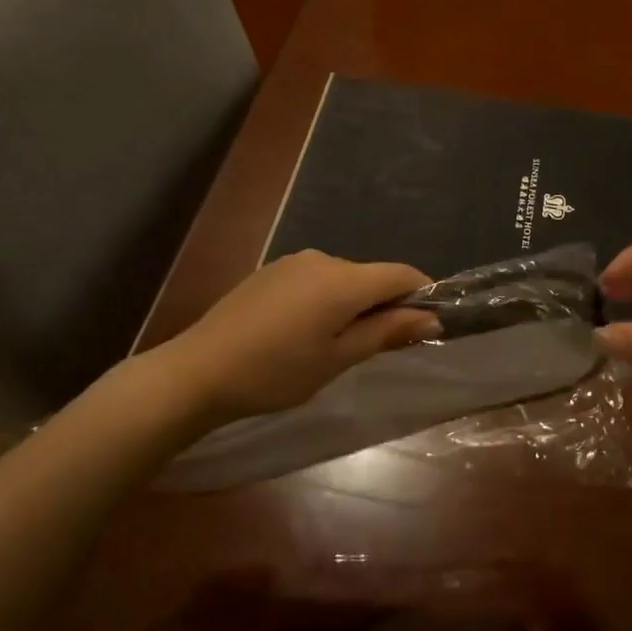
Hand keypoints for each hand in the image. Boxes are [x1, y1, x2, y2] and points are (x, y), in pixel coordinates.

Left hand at [155, 251, 437, 428]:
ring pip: (343, 279)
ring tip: (336, 347)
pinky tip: (304, 334)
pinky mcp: (271, 271)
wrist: (199, 370)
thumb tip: (432, 317)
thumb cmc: (276, 371)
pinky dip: (326, 301)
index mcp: (343, 279)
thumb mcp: (338, 358)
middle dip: (385, 305)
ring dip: (353, 305)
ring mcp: (293, 262)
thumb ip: (387, 331)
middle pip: (371, 276)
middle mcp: (322, 258)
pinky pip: (315, 280)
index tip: (427, 325)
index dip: (422, 294)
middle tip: (378, 349)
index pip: (401, 273)